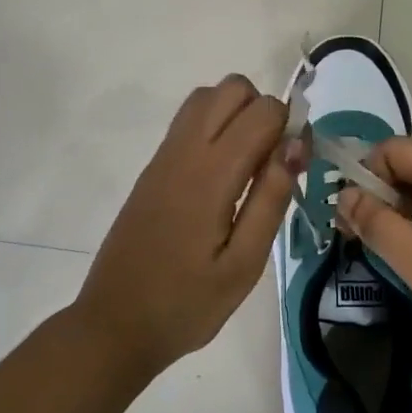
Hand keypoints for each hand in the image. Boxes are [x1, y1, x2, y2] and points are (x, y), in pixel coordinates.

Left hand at [74, 75, 303, 378]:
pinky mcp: (153, 167)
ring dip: (237, 113)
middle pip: (233, 87)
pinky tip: (221, 176)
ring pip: (207, 96)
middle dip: (263, 111)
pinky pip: (189, 119)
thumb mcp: (244, 265)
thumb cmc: (186, 303)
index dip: (290, 127)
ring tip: (248, 165)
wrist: (114, 324)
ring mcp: (164, 155)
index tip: (295, 165)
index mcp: (210, 174)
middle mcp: (184, 150)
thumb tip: (297, 144)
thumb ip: (272, 198)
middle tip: (271, 162)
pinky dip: (215, 125)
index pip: (262, 111)